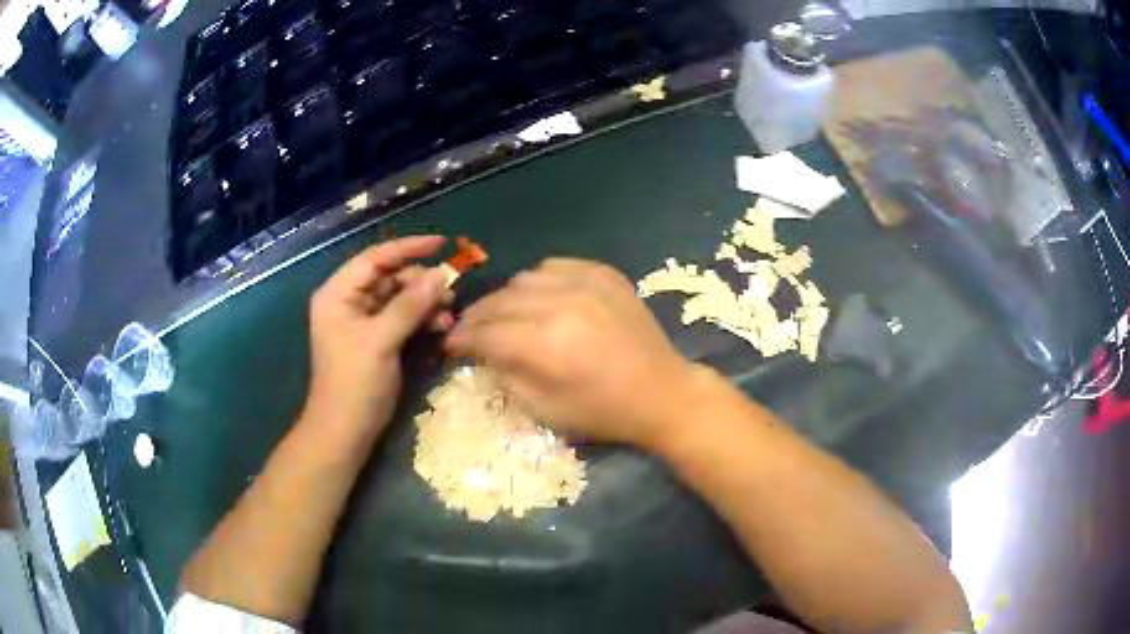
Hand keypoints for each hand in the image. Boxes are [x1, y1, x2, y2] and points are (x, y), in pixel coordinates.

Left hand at [306, 236, 452, 445]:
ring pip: (400, 298)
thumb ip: (409, 305)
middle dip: (421, 282)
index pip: (375, 259)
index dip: (408, 248)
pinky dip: (421, 320)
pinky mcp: (377, 339)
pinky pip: (402, 318)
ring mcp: (363, 321)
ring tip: (449, 315)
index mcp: (338, 294)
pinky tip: (440, 328)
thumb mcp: (381, 341)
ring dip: (425, 303)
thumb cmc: (354, 383)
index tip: (442, 243)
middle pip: (390, 278)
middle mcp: (349, 301)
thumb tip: (441, 275)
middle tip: (451, 292)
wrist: (345, 431)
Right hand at [445, 258, 698, 447]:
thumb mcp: (544, 410)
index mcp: (546, 345)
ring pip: (524, 279)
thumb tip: (483, 352)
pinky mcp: (605, 274)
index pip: (486, 333)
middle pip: (500, 301)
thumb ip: (505, 376)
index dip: (462, 338)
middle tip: (469, 330)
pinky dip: (539, 281)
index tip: (451, 344)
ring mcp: (586, 283)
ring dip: (507, 298)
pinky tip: (540, 298)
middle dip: (477, 317)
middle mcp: (561, 304)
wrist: (662, 392)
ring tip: (504, 315)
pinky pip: (556, 265)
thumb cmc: (602, 412)